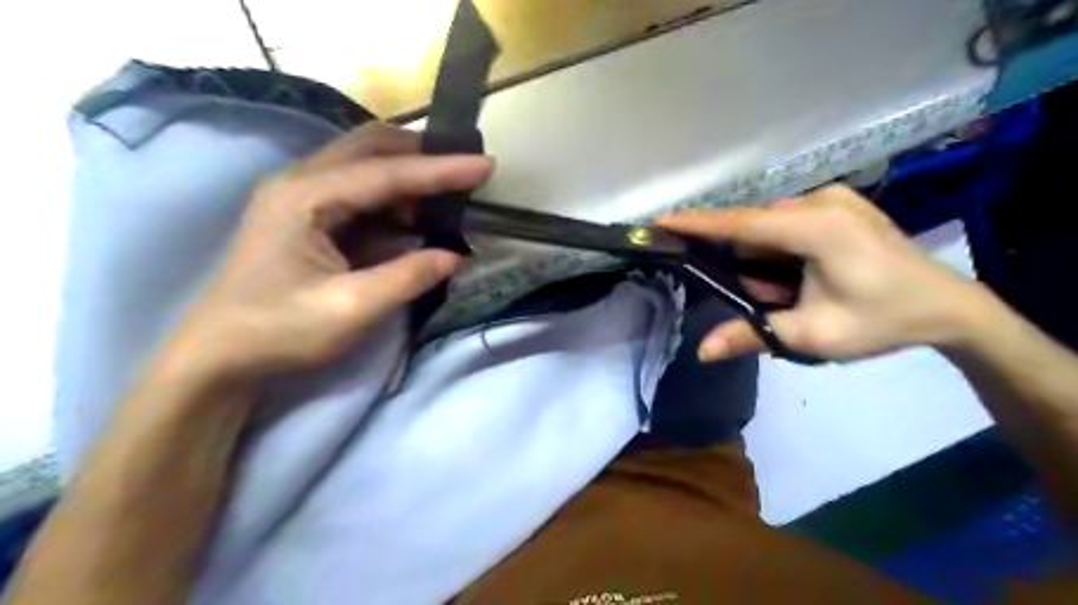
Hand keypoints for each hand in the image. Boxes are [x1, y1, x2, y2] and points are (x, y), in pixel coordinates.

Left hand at [158, 124, 493, 381]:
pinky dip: (390, 196)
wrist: (220, 355)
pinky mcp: (303, 214)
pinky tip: (411, 216)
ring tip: (446, 194)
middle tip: (465, 168)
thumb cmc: (280, 332)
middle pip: (369, 147)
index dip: (440, 169)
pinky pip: (356, 189)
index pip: (386, 173)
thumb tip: (456, 256)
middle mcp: (299, 182)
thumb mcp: (353, 309)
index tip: (485, 164)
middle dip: (422, 154)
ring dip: (406, 173)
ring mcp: (297, 195)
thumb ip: (409, 277)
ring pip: (362, 162)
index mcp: (305, 198)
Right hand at [658, 187, 982, 362]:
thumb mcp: (812, 335)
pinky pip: (788, 223)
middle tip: (768, 298)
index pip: (740, 223)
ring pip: (770, 226)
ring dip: (765, 258)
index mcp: (816, 228)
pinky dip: (780, 250)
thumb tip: (701, 351)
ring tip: (792, 291)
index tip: (659, 220)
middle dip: (746, 261)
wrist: (948, 308)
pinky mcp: (839, 203)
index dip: (697, 223)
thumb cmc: (881, 321)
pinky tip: (802, 275)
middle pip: (755, 228)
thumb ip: (753, 336)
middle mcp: (821, 201)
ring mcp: (833, 198)